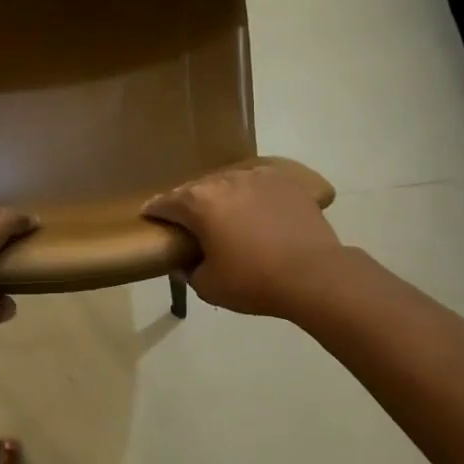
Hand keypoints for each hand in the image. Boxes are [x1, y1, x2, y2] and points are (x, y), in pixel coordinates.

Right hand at [143, 166, 344, 317]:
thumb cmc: (254, 281)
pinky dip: (251, 195)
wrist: (314, 275)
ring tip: (223, 214)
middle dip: (188, 204)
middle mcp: (224, 181)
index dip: (154, 211)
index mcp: (199, 203)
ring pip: (228, 183)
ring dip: (220, 197)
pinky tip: (255, 208)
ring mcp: (257, 177)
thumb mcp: (209, 286)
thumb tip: (184, 263)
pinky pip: (258, 184)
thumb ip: (189, 271)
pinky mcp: (285, 181)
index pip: (166, 203)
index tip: (149, 216)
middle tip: (188, 221)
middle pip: (196, 189)